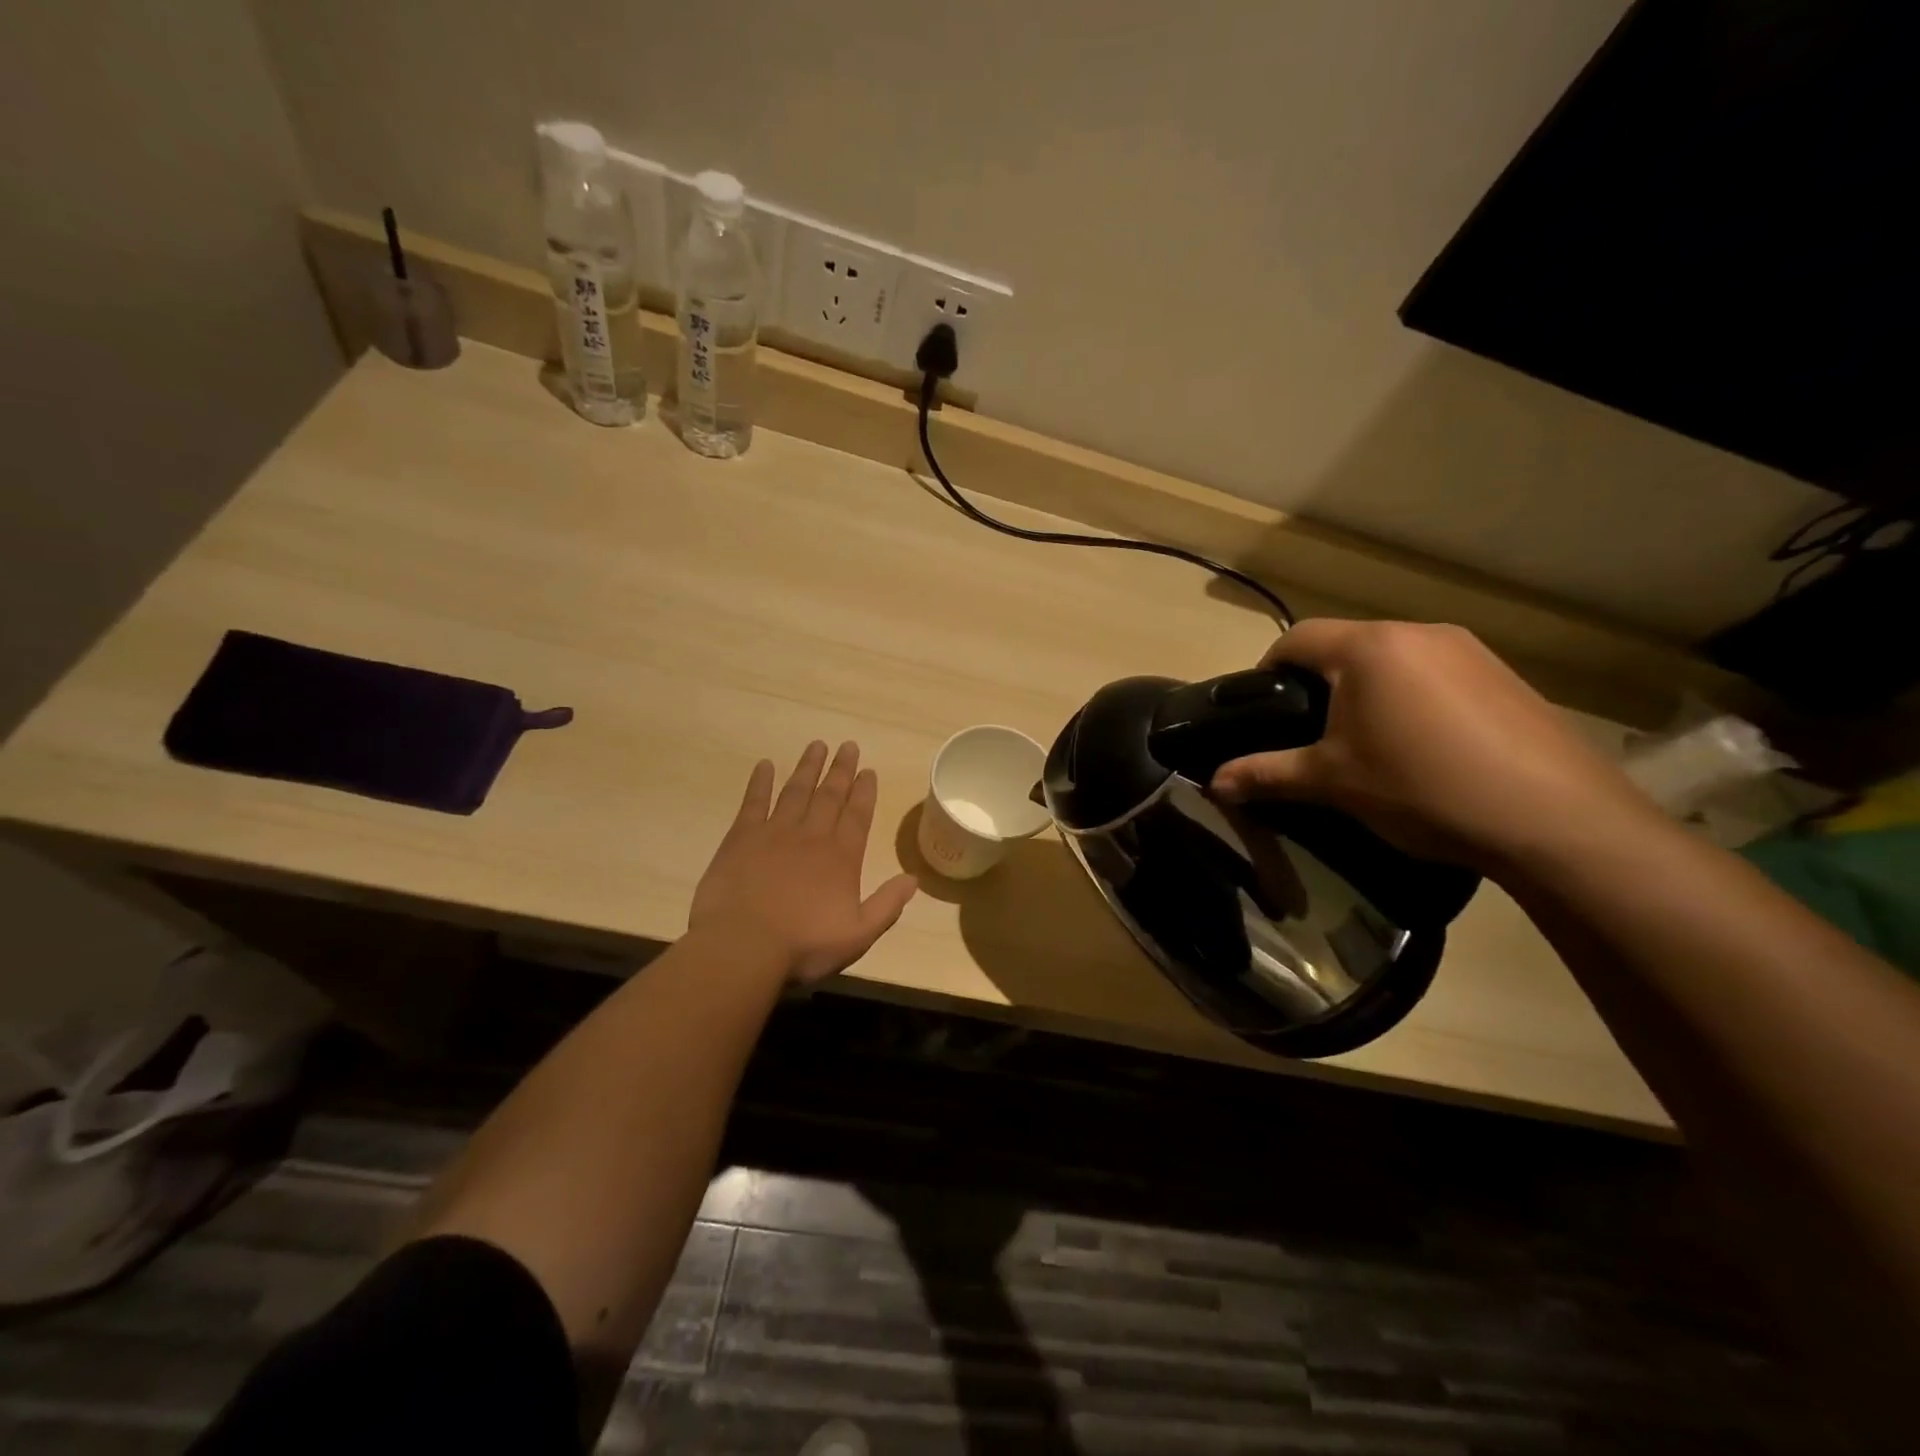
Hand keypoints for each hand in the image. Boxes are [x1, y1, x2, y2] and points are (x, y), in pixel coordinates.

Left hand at [690, 741, 918, 984]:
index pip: (857, 814)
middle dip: (841, 770)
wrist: (742, 946)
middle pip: (830, 795)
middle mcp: (812, 836)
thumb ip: (887, 905)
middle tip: (848, 745)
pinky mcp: (742, 837)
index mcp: (841, 857)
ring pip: (797, 791)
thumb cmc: (803, 945)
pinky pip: (754, 801)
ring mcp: (775, 832)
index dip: (864, 791)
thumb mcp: (858, 935)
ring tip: (817, 745)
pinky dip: (761, 781)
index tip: (868, 770)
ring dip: (808, 767)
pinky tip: (765, 765)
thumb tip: (914, 879)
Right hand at [1209, 620, 1659, 869]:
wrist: (1555, 820)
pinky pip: (1436, 674)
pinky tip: (1425, 746)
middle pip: (1346, 645)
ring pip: (1393, 658)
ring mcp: (1469, 651)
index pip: (1297, 638)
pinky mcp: (1505, 676)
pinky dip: (1413, 698)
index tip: (1261, 709)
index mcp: (1368, 648)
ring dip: (1368, 689)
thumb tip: (1213, 783)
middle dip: (1319, 682)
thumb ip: (1266, 775)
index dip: (1268, 669)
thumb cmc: (1422, 788)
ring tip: (1368, 741)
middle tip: (1311, 733)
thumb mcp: (1333, 783)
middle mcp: (1418, 633)